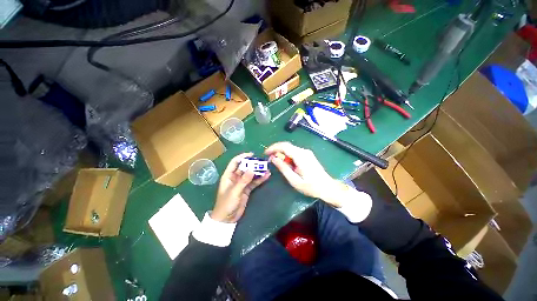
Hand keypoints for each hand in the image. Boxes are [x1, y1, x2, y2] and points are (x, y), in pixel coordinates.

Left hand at [211, 153, 270, 222]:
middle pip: (244, 168)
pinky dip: (260, 179)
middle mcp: (235, 178)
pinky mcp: (247, 189)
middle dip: (252, 164)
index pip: (235, 162)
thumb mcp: (234, 191)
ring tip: (266, 168)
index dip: (242, 157)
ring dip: (257, 171)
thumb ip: (243, 181)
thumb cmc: (226, 204)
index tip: (252, 155)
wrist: (227, 219)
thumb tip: (252, 169)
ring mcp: (242, 183)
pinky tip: (266, 176)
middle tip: (262, 162)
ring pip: (250, 174)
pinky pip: (254, 182)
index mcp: (228, 176)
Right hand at [265, 142, 343, 206]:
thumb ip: (283, 168)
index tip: (266, 153)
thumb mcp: (295, 180)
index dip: (273, 147)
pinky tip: (286, 163)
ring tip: (276, 162)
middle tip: (269, 159)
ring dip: (281, 154)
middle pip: (286, 146)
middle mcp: (304, 151)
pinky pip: (294, 152)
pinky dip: (287, 156)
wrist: (327, 187)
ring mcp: (306, 152)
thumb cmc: (311, 186)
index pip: (284, 146)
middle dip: (276, 151)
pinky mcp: (307, 155)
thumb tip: (273, 158)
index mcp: (301, 156)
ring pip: (290, 149)